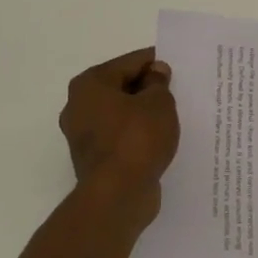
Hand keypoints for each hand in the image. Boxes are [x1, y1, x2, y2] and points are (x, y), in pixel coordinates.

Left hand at [59, 48, 178, 229]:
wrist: (117, 196)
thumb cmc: (137, 139)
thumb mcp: (158, 103)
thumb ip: (159, 83)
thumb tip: (155, 73)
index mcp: (90, 84)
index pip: (130, 62)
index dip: (156, 62)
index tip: (178, 67)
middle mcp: (79, 105)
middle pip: (121, 87)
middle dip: (148, 88)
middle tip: (178, 91)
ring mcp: (83, 135)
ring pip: (120, 114)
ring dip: (142, 113)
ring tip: (172, 116)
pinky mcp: (93, 159)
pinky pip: (120, 137)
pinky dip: (137, 135)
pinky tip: (159, 139)